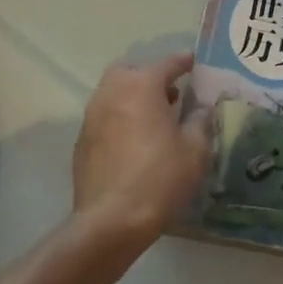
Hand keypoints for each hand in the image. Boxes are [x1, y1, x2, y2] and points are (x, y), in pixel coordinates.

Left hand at [73, 52, 209, 246]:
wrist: (110, 221)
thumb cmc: (160, 178)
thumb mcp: (195, 150)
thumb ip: (200, 121)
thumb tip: (200, 109)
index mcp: (142, 85)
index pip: (167, 63)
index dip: (184, 62)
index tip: (195, 63)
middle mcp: (113, 91)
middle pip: (132, 71)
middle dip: (151, 76)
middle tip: (171, 93)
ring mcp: (93, 115)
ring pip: (114, 92)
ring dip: (133, 96)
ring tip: (154, 118)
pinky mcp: (82, 140)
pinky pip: (105, 116)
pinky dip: (120, 118)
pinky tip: (134, 141)